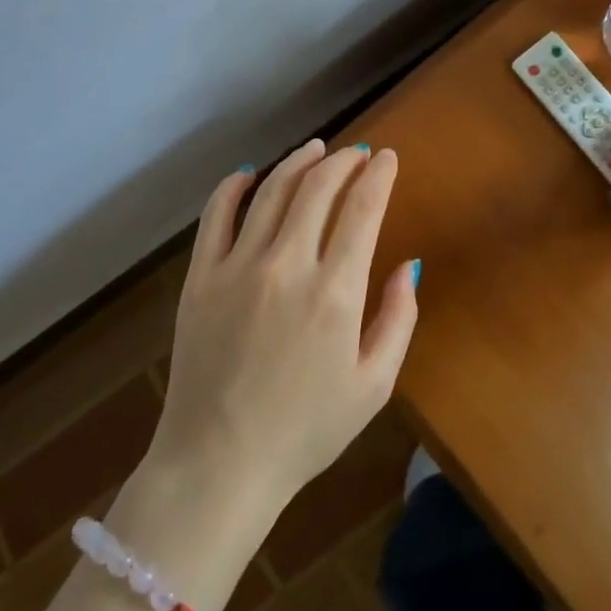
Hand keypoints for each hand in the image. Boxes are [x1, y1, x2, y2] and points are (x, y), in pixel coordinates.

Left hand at [150, 140, 419, 520]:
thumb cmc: (306, 430)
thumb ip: (398, 320)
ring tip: (316, 149)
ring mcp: (238, 267)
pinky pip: (216, 215)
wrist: (220, 462)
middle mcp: (287, 266)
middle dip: (343, 162)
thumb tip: (409, 265)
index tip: (388, 158)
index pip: (362, 210)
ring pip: (272, 192)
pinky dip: (234, 187)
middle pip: (318, 189)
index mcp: (335, 293)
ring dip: (298, 162)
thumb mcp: (373, 386)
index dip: (379, 176)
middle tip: (357, 152)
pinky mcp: (200, 276)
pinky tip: (249, 173)